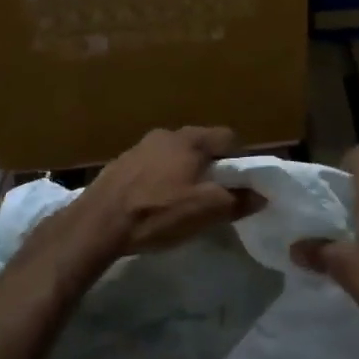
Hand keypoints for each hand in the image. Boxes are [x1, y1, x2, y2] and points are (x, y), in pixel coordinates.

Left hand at [70, 126, 263, 258]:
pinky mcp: (120, 164)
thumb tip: (261, 195)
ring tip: (184, 199)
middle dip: (211, 165)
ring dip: (184, 171)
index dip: (240, 158)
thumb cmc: (158, 212)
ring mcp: (139, 147)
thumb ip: (237, 201)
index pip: (228, 137)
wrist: (97, 224)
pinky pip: (152, 166)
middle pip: (200, 144)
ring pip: (174, 154)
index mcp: (190, 140)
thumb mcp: (205, 211)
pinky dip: (160, 179)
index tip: (242, 182)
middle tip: (216, 192)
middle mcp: (165, 135)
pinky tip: (156, 202)